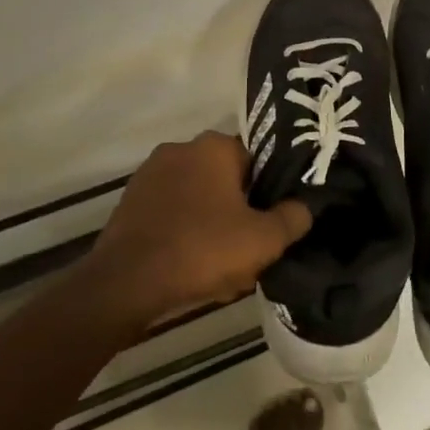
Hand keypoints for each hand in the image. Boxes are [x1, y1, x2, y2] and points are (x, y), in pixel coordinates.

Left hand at [87, 132, 311, 330]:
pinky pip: (170, 213)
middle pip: (224, 180)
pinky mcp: (129, 201)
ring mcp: (150, 174)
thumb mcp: (264, 240)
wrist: (126, 283)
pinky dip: (182, 233)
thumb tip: (303, 208)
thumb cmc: (202, 250)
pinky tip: (188, 266)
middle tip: (247, 249)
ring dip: (210, 224)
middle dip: (237, 211)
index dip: (266, 194)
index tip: (268, 224)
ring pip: (197, 199)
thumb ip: (293, 218)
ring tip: (218, 266)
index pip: (255, 161)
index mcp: (214, 146)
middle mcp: (180, 148)